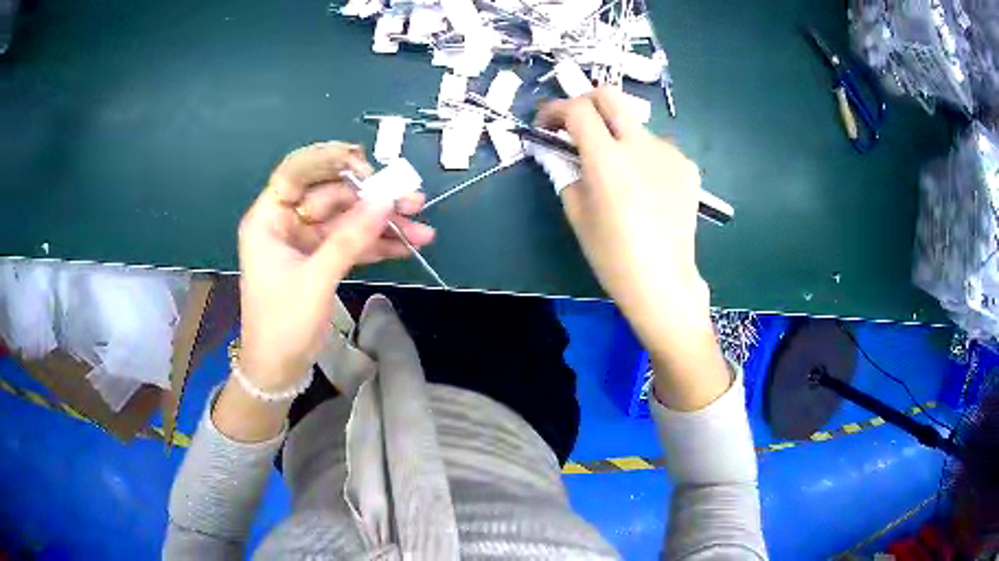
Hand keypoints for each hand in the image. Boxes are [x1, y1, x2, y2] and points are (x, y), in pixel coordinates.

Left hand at [237, 141, 434, 391]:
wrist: (279, 369)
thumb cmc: (283, 323)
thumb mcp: (316, 278)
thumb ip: (350, 238)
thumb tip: (386, 200)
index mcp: (269, 218)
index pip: (296, 172)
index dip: (329, 161)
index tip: (367, 165)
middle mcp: (287, 222)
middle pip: (332, 196)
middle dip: (372, 200)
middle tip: (412, 201)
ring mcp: (306, 242)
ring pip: (347, 221)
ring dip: (382, 225)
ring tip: (422, 229)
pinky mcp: (321, 260)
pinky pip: (351, 244)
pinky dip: (376, 245)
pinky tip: (407, 246)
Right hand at [536, 88, 709, 337]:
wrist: (663, 281)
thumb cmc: (612, 255)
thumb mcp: (577, 213)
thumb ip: (567, 172)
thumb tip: (566, 153)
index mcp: (607, 159)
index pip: (577, 110)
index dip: (554, 110)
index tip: (547, 124)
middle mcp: (640, 145)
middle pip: (610, 95)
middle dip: (586, 101)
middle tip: (577, 124)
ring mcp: (670, 153)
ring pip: (635, 125)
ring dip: (618, 135)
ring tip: (619, 170)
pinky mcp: (687, 166)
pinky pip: (658, 148)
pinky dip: (643, 156)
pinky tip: (646, 186)